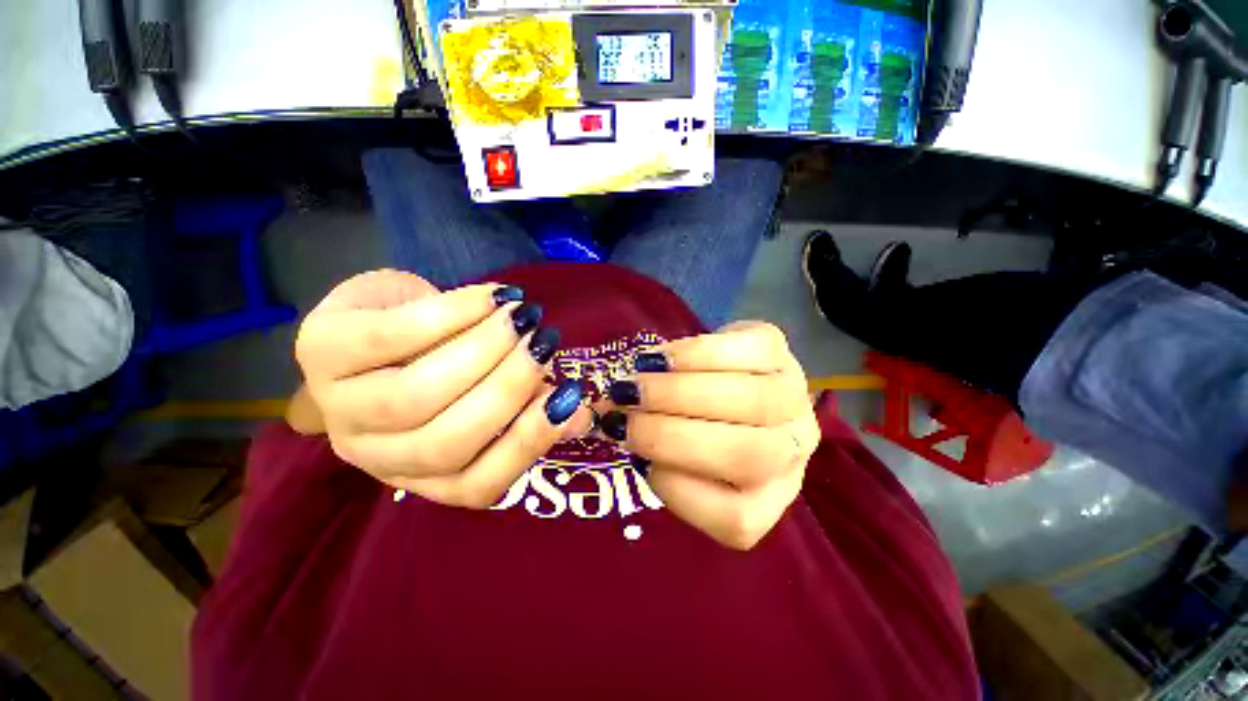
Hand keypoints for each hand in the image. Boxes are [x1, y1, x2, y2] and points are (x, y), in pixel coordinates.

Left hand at [293, 270, 591, 507]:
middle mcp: (377, 455)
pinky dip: (450, 315)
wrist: (382, 317)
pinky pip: (389, 337)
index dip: (528, 443)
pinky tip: (488, 297)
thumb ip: (533, 405)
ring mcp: (338, 407)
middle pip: (445, 443)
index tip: (568, 397)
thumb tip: (580, 415)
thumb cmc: (444, 359)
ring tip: (519, 316)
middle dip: (507, 389)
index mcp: (426, 473)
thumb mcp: (491, 387)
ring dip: (482, 351)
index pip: (477, 485)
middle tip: (544, 342)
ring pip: (415, 396)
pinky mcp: (319, 348)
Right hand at [603, 322, 819, 549]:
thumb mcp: (674, 454)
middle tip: (623, 413)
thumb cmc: (694, 427)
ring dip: (678, 391)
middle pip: (744, 453)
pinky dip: (697, 354)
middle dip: (669, 433)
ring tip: (635, 384)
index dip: (675, 486)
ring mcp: (792, 397)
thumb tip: (606, 422)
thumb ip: (649, 451)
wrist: (728, 378)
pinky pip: (750, 350)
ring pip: (751, 400)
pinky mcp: (780, 351)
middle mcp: (790, 453)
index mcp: (764, 498)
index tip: (633, 457)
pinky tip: (661, 359)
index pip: (734, 516)